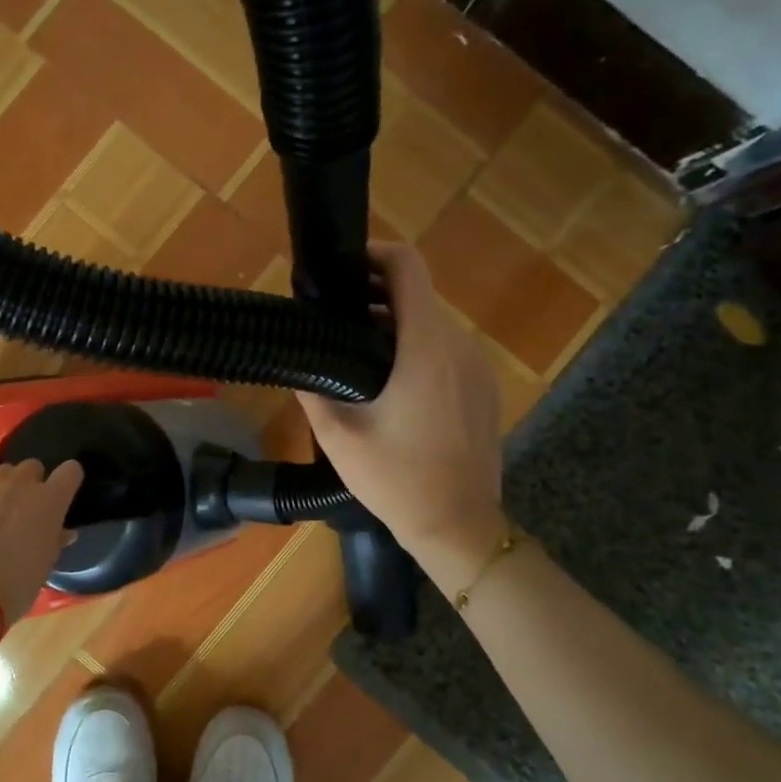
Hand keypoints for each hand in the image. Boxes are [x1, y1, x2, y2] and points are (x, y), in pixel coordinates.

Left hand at [0, 459, 83, 626]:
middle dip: (32, 483)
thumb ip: (54, 541)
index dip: (68, 480)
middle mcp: (18, 485)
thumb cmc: (14, 586)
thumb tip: (62, 533)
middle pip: (31, 466)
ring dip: (4, 489)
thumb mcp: (44, 567)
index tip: (64, 495)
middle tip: (27, 510)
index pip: (70, 471)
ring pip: (1, 475)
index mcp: (48, 501)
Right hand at [299, 243, 503, 554]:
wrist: (458, 526)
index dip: (374, 255)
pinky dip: (417, 349)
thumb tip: (296, 357)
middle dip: (375, 297)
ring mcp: (478, 367)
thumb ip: (312, 388)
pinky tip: (391, 386)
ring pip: (432, 324)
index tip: (342, 270)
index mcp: (425, 347)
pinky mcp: (484, 388)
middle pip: (418, 295)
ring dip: (395, 326)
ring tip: (356, 355)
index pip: (408, 267)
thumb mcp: (338, 435)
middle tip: (335, 322)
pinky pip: (447, 350)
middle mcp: (458, 345)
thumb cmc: (395, 479)